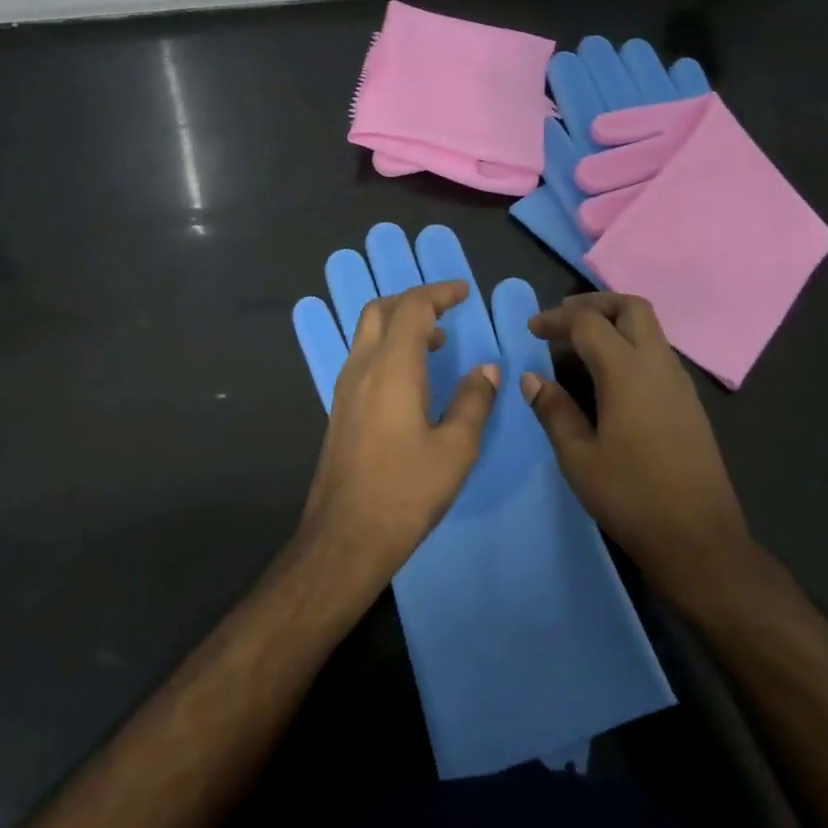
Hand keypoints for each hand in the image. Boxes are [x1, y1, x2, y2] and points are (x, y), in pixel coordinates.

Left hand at [302, 281, 499, 584]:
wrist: (346, 536)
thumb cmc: (406, 491)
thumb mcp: (456, 449)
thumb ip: (474, 402)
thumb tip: (487, 370)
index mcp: (392, 368)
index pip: (413, 307)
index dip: (440, 292)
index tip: (465, 291)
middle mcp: (362, 368)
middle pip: (381, 310)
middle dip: (414, 300)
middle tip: (447, 310)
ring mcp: (345, 388)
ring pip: (367, 333)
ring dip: (399, 323)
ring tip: (436, 342)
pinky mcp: (340, 409)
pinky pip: (363, 357)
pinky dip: (388, 347)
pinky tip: (412, 377)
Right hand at [521, 293, 756, 609]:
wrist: (698, 538)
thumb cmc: (631, 497)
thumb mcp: (579, 457)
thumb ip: (554, 410)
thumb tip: (532, 378)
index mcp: (627, 372)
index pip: (589, 323)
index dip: (557, 320)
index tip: (532, 330)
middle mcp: (658, 365)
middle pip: (632, 308)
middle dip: (594, 304)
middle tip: (562, 320)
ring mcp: (679, 382)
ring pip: (650, 329)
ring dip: (614, 323)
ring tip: (580, 346)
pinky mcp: (689, 402)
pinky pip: (657, 353)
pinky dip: (630, 346)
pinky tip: (609, 376)